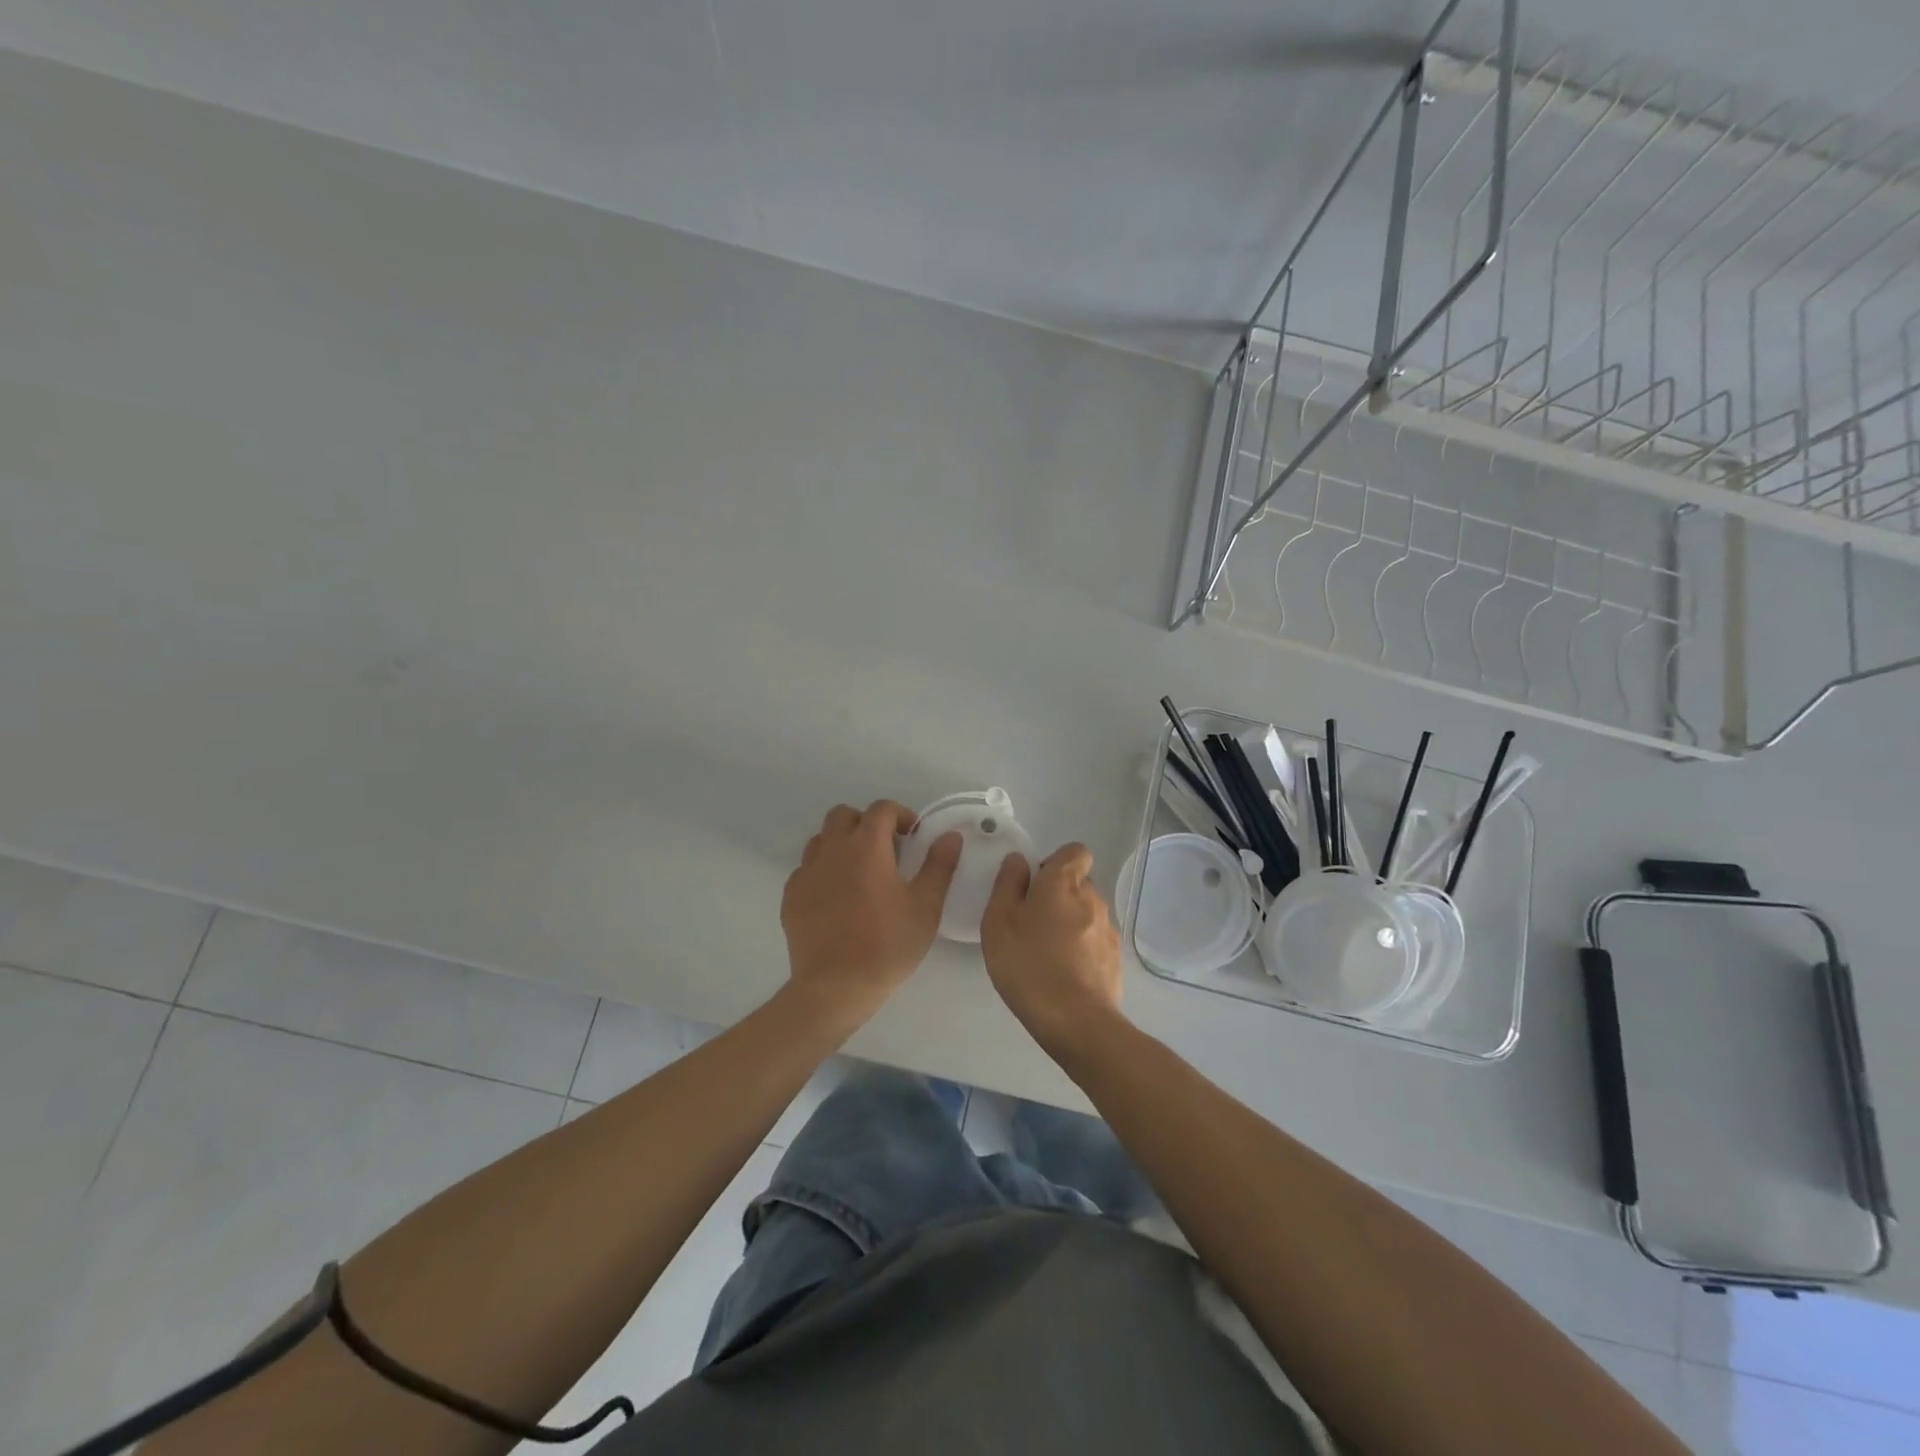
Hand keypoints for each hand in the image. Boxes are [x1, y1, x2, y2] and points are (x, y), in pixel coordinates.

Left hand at [781, 800, 962, 1029]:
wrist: (835, 987)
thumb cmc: (887, 945)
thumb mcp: (925, 906)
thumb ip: (939, 865)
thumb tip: (950, 835)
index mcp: (866, 846)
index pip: (881, 809)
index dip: (900, 814)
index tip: (912, 835)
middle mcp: (832, 849)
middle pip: (844, 815)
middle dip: (865, 823)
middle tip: (885, 850)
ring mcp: (806, 872)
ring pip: (821, 840)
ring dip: (841, 844)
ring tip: (859, 872)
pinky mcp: (791, 896)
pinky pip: (806, 870)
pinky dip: (823, 872)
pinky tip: (836, 899)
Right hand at [980, 842, 1122, 1057]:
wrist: (1076, 1022)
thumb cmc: (1029, 965)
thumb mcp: (999, 922)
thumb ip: (1007, 884)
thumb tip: (1019, 861)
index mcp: (1064, 883)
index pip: (1074, 852)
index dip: (1055, 862)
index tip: (1034, 885)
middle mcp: (1093, 898)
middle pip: (1079, 883)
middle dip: (1058, 895)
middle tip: (1031, 923)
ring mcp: (1108, 929)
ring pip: (1087, 912)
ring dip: (1070, 922)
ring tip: (1045, 952)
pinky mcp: (1115, 958)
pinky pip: (1095, 940)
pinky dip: (1081, 948)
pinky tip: (1063, 973)